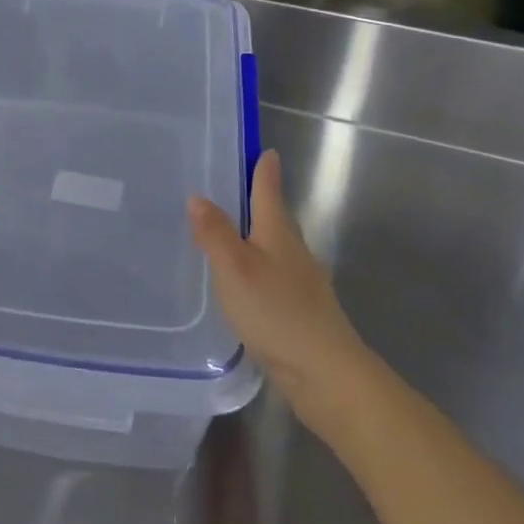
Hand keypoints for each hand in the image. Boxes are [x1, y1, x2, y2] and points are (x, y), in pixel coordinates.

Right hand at [189, 150, 365, 399]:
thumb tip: (197, 197)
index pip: (270, 192)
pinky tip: (245, 285)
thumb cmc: (276, 311)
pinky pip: (274, 278)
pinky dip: (258, 270)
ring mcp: (301, 283)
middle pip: (276, 219)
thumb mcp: (234, 268)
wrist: (325, 372)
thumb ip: (215, 233)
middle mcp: (294, 252)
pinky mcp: (300, 312)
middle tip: (235, 189)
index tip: (265, 151)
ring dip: (257, 238)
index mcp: (279, 233)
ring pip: (276, 249)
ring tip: (230, 235)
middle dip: (259, 203)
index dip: (265, 171)